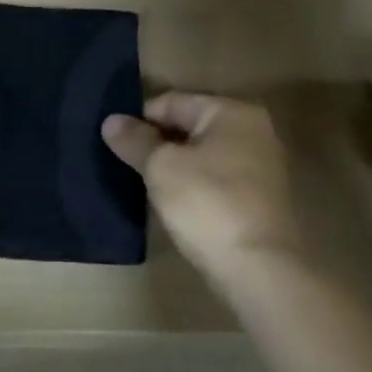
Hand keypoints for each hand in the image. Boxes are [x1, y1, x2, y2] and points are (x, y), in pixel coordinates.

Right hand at [102, 92, 303, 281]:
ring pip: (202, 154)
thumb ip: (135, 140)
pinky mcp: (259, 198)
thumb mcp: (161, 168)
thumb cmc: (208, 204)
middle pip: (189, 125)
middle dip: (156, 142)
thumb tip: (111, 120)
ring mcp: (260, 165)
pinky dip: (193, 184)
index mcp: (232, 111)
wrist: (260, 270)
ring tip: (143, 183)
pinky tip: (173, 203)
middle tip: (124, 162)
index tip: (114, 142)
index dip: (139, 119)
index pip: (172, 102)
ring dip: (174, 165)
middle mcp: (252, 130)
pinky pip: (216, 178)